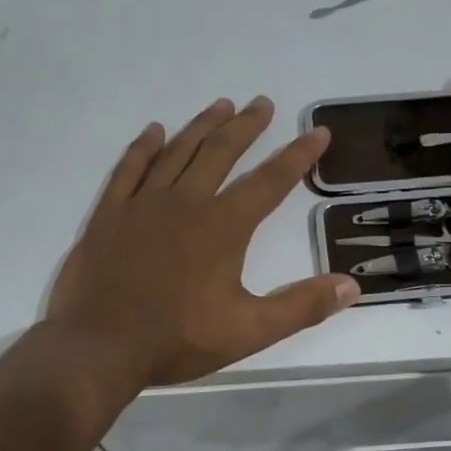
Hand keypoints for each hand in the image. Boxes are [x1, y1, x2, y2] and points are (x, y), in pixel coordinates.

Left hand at [46, 97, 360, 387]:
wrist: (99, 347)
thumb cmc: (177, 339)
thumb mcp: (249, 330)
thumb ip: (302, 306)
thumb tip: (352, 285)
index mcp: (223, 226)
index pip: (270, 181)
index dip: (298, 155)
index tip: (318, 132)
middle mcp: (186, 202)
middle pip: (222, 151)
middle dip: (247, 126)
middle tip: (262, 103)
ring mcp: (143, 204)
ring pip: (178, 151)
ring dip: (202, 126)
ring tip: (221, 106)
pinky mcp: (110, 214)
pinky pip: (129, 168)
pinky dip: (144, 147)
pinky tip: (155, 131)